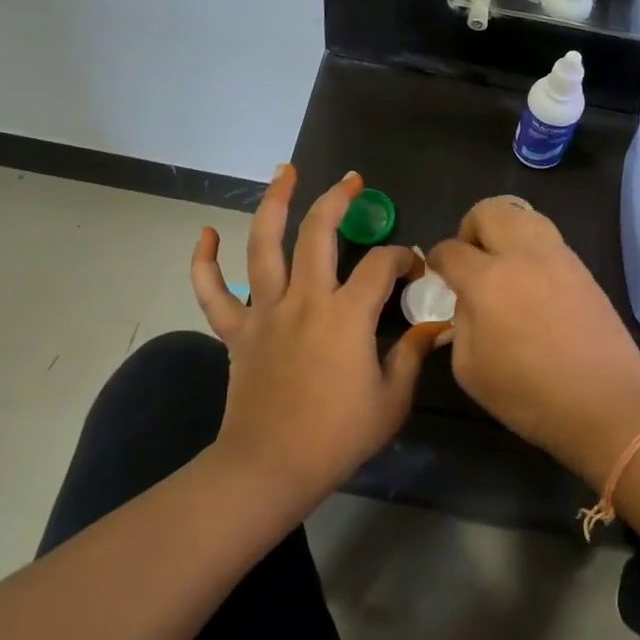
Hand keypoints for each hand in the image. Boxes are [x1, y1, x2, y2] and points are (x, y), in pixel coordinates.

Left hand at [191, 167, 446, 503]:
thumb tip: (435, 326)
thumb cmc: (338, 436)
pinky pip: (213, 291)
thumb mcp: (391, 399)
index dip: (402, 259)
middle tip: (351, 181)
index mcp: (346, 315)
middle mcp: (304, 299)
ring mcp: (264, 312)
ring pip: (263, 245)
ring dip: (273, 203)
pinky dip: (205, 261)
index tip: (413, 268)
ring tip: (284, 172)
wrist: (272, 466)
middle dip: (337, 200)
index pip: (380, 266)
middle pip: (318, 233)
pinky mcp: (235, 331)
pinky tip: (206, 234)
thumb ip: (412, 354)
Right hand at [427, 197, 639, 486]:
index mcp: (487, 280)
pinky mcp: (583, 269)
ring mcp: (559, 258)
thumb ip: (460, 323)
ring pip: (525, 215)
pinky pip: (549, 238)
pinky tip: (531, 280)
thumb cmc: (529, 395)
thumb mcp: (470, 369)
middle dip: (471, 228)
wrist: (605, 404)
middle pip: (490, 211)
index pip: (450, 250)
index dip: (437, 258)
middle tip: (470, 257)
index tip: (437, 271)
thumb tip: (468, 301)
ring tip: (502, 262)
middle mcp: (522, 256)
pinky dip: (531, 246)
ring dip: (505, 229)